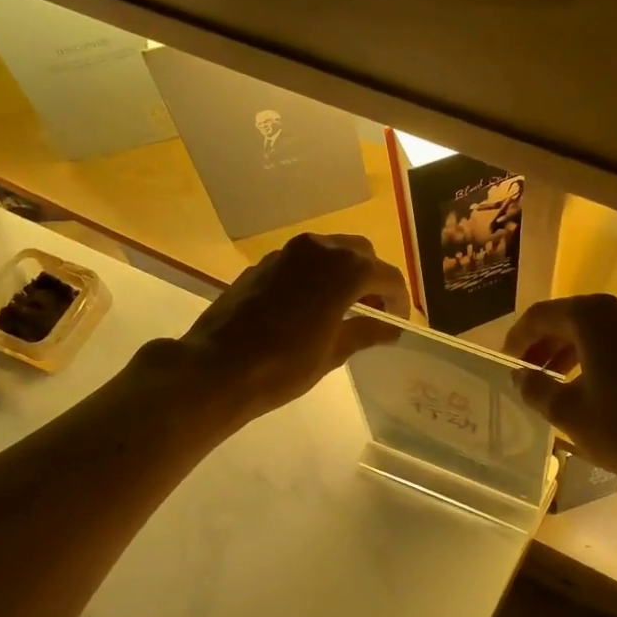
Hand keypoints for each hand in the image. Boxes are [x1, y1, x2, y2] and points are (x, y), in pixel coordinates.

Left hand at [176, 233, 410, 424]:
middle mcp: (319, 249)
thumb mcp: (333, 352)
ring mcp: (287, 253)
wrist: (217, 367)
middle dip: (373, 280)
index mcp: (345, 269)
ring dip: (344, 275)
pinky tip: (311, 308)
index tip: (398, 324)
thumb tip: (390, 328)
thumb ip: (366, 332)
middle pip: (360, 254)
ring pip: (330, 253)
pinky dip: (317, 277)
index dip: (399, 300)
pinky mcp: (263, 263)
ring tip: (345, 310)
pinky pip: (303, 262)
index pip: (387, 276)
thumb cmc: (284, 364)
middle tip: (374, 313)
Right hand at [504, 294, 616, 493]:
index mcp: (596, 316)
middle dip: (546, 344)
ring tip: (553, 380)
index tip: (506, 361)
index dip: (519, 337)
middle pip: (573, 317)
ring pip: (600, 328)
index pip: (543, 315)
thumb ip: (536, 387)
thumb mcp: (568, 413)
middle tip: (527, 372)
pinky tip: (589, 382)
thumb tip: (520, 376)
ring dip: (572, 349)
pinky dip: (600, 353)